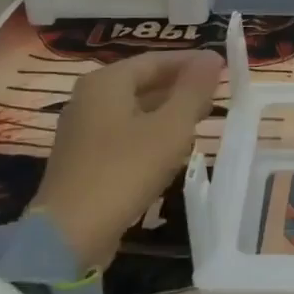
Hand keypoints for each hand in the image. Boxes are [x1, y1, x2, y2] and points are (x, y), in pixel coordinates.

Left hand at [35, 50, 224, 265]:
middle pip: (143, 82)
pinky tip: (173, 148)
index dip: (192, 62)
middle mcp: (89, 98)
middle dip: (181, 87)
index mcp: (106, 82)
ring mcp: (82, 130)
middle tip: (217, 94)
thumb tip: (212, 58)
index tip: (224, 67)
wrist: (70, 235)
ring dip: (169, 111)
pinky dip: (151, 133)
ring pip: (135, 109)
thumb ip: (193, 90)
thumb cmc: (125, 170)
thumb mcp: (171, 127)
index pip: (156, 60)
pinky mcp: (84, 160)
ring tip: (202, 119)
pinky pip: (125, 133)